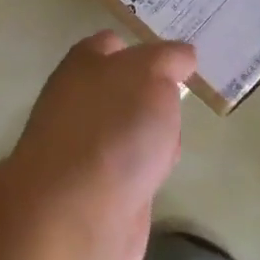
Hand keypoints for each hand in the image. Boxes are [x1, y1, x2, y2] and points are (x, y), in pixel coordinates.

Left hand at [5, 32, 197, 259]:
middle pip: (126, 90)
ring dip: (155, 138)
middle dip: (157, 98)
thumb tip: (182, 56)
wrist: (78, 214)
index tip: (180, 60)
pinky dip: (148, 173)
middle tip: (181, 102)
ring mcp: (86, 149)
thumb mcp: (150, 74)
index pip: (112, 44)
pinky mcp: (98, 190)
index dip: (145, 48)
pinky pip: (133, 169)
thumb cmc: (114, 130)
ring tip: (169, 146)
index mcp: (82, 66)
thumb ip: (167, 59)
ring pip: (132, 131)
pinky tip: (157, 178)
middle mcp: (78, 103)